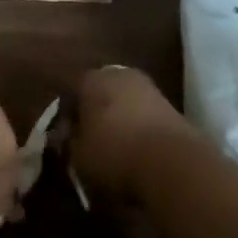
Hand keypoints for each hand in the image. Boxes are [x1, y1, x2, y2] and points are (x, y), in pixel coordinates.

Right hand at [70, 65, 200, 203]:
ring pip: (123, 103)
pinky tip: (135, 149)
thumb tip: (66, 138)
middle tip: (88, 141)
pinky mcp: (170, 105)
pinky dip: (137, 128)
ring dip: (117, 120)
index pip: (69, 94)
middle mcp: (118, 74)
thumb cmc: (114, 153)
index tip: (64, 141)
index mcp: (90, 79)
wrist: (172, 163)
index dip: (64, 119)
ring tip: (112, 148)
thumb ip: (68, 143)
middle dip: (93, 115)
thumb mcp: (78, 155)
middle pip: (98, 94)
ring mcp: (148, 87)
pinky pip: (143, 114)